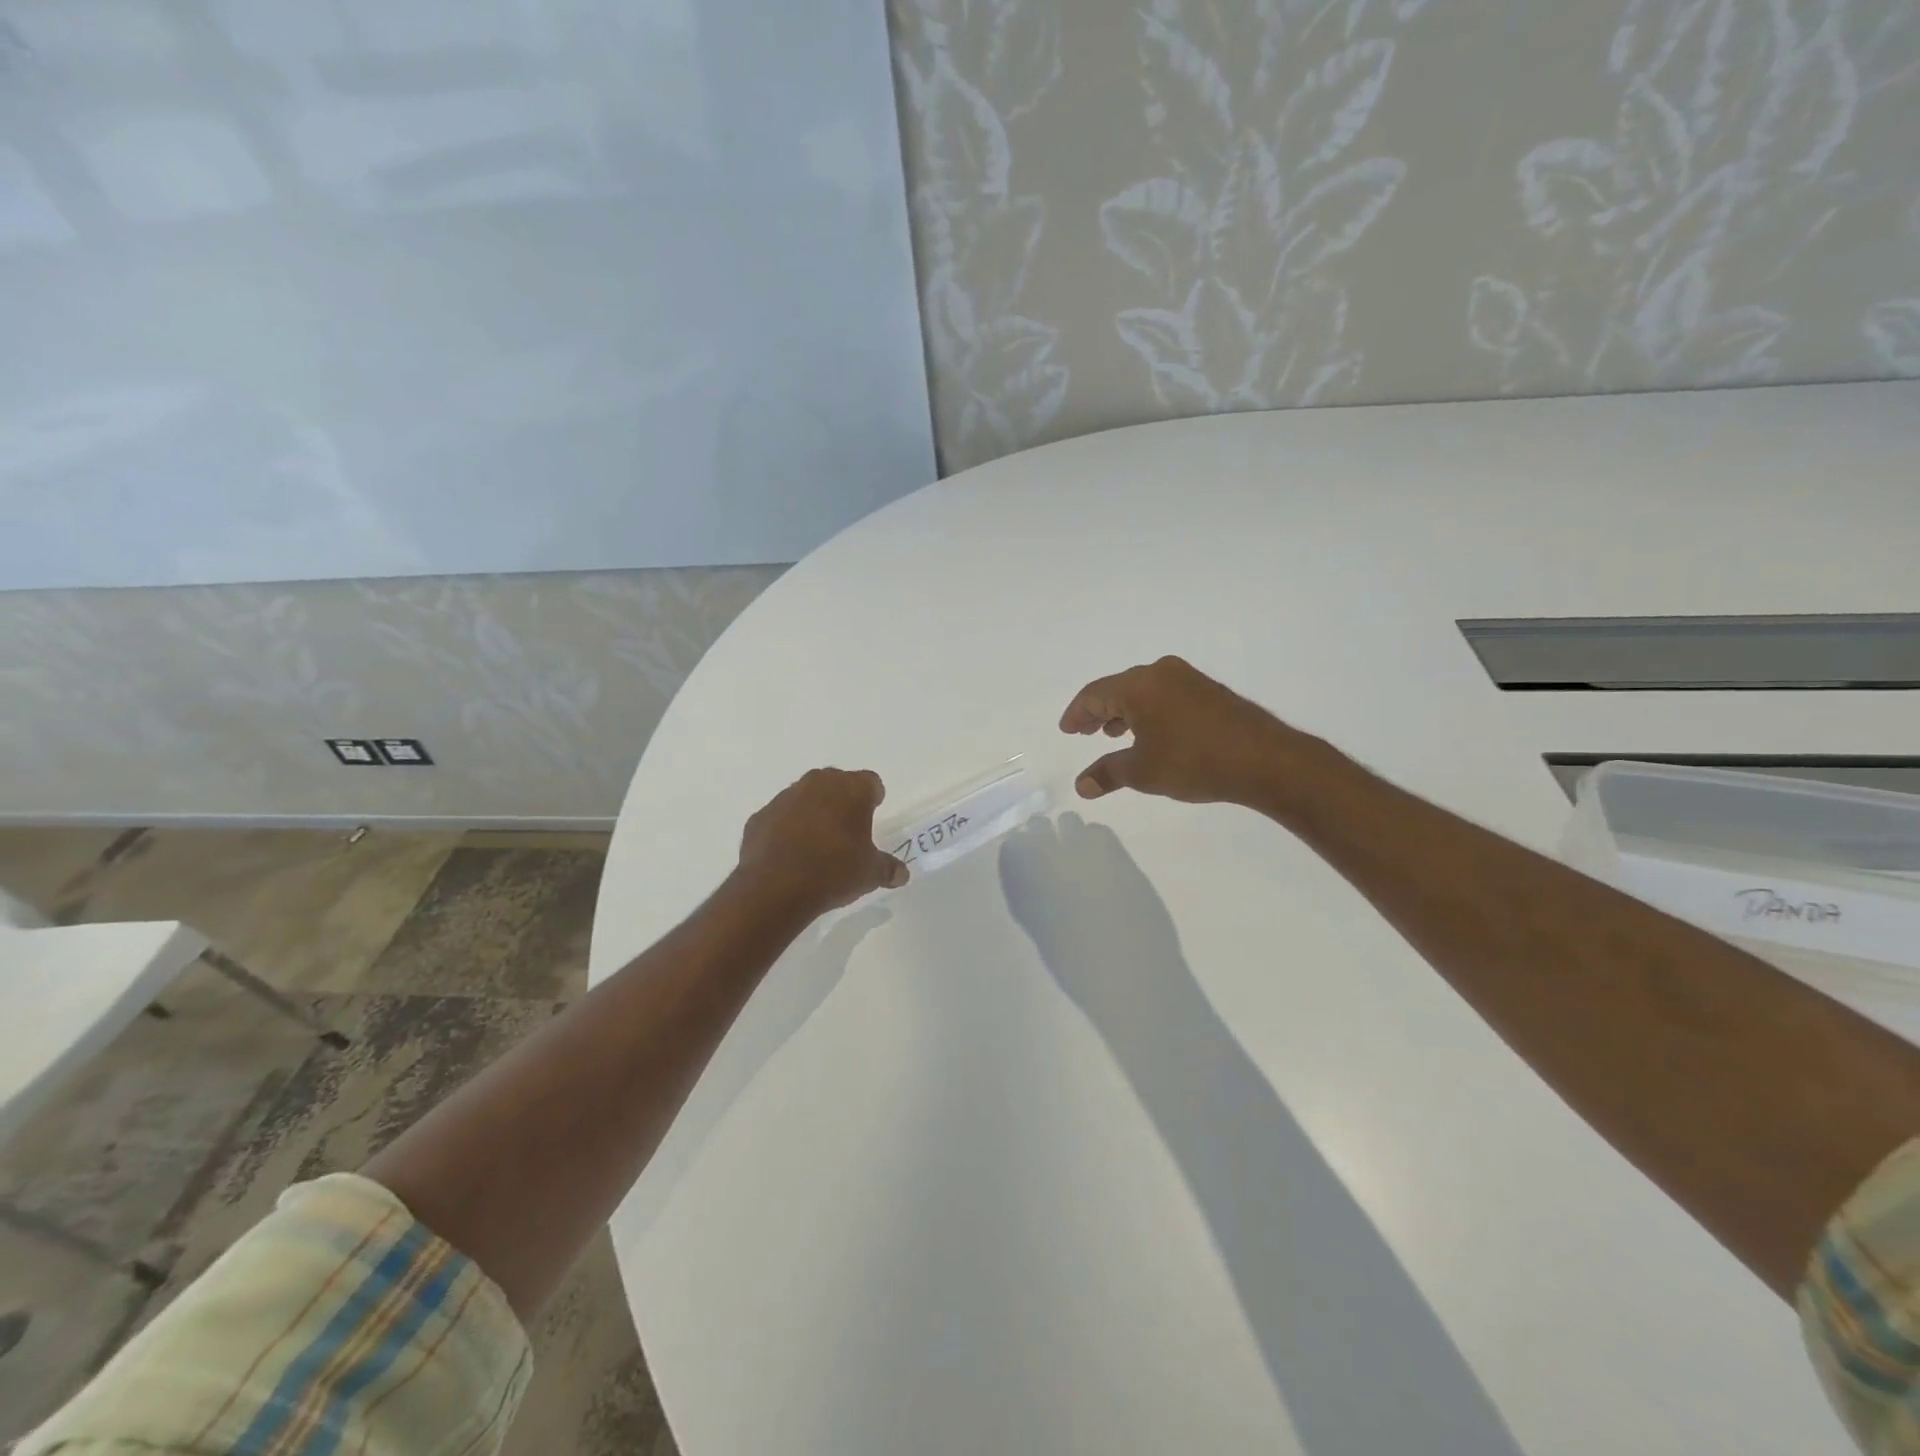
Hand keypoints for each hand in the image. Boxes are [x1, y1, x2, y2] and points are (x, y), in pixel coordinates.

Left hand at [737, 768, 908, 914]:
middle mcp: (818, 784)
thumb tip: (901, 874)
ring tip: (817, 844)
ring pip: (805, 797)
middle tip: (847, 829)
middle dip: (842, 801)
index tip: (873, 814)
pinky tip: (790, 854)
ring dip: (813, 812)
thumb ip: (888, 868)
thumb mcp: (870, 874)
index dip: (873, 798)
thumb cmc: (834, 871)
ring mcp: (785, 798)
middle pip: (836, 783)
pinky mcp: (760, 816)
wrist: (775, 888)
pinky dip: (786, 829)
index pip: (871, 782)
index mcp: (851, 790)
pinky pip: (780, 817)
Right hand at [1059, 656, 1317, 806]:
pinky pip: (1165, 695)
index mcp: (1138, 685)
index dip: (1077, 713)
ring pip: (1143, 691)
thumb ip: (1108, 773)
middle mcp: (1161, 673)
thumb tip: (1082, 785)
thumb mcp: (1143, 772)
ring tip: (1114, 735)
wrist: (1264, 759)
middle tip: (1085, 732)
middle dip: (1099, 711)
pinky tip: (1152, 733)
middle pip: (1118, 688)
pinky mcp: (1209, 690)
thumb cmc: (1193, 762)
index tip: (1067, 730)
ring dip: (1124, 712)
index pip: (1094, 694)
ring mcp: (1188, 679)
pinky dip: (1149, 711)